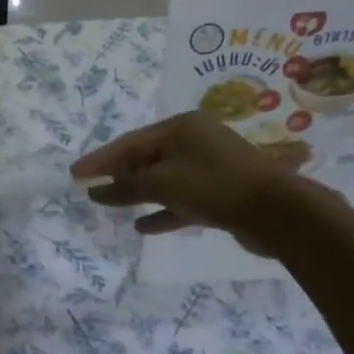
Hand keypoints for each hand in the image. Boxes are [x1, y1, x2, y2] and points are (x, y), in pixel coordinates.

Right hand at [72, 112, 329, 250]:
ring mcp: (210, 167)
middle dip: (119, 175)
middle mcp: (195, 141)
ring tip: (111, 206)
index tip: (75, 174)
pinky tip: (143, 226)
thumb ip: (127, 186)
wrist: (278, 213)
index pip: (130, 142)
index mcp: (181, 127)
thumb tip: (97, 190)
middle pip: (146, 157)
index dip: (100, 159)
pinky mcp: (221, 193)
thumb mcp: (163, 183)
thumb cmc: (214, 186)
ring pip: (164, 179)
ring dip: (138, 193)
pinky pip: (182, 198)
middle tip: (90, 188)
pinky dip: (163, 210)